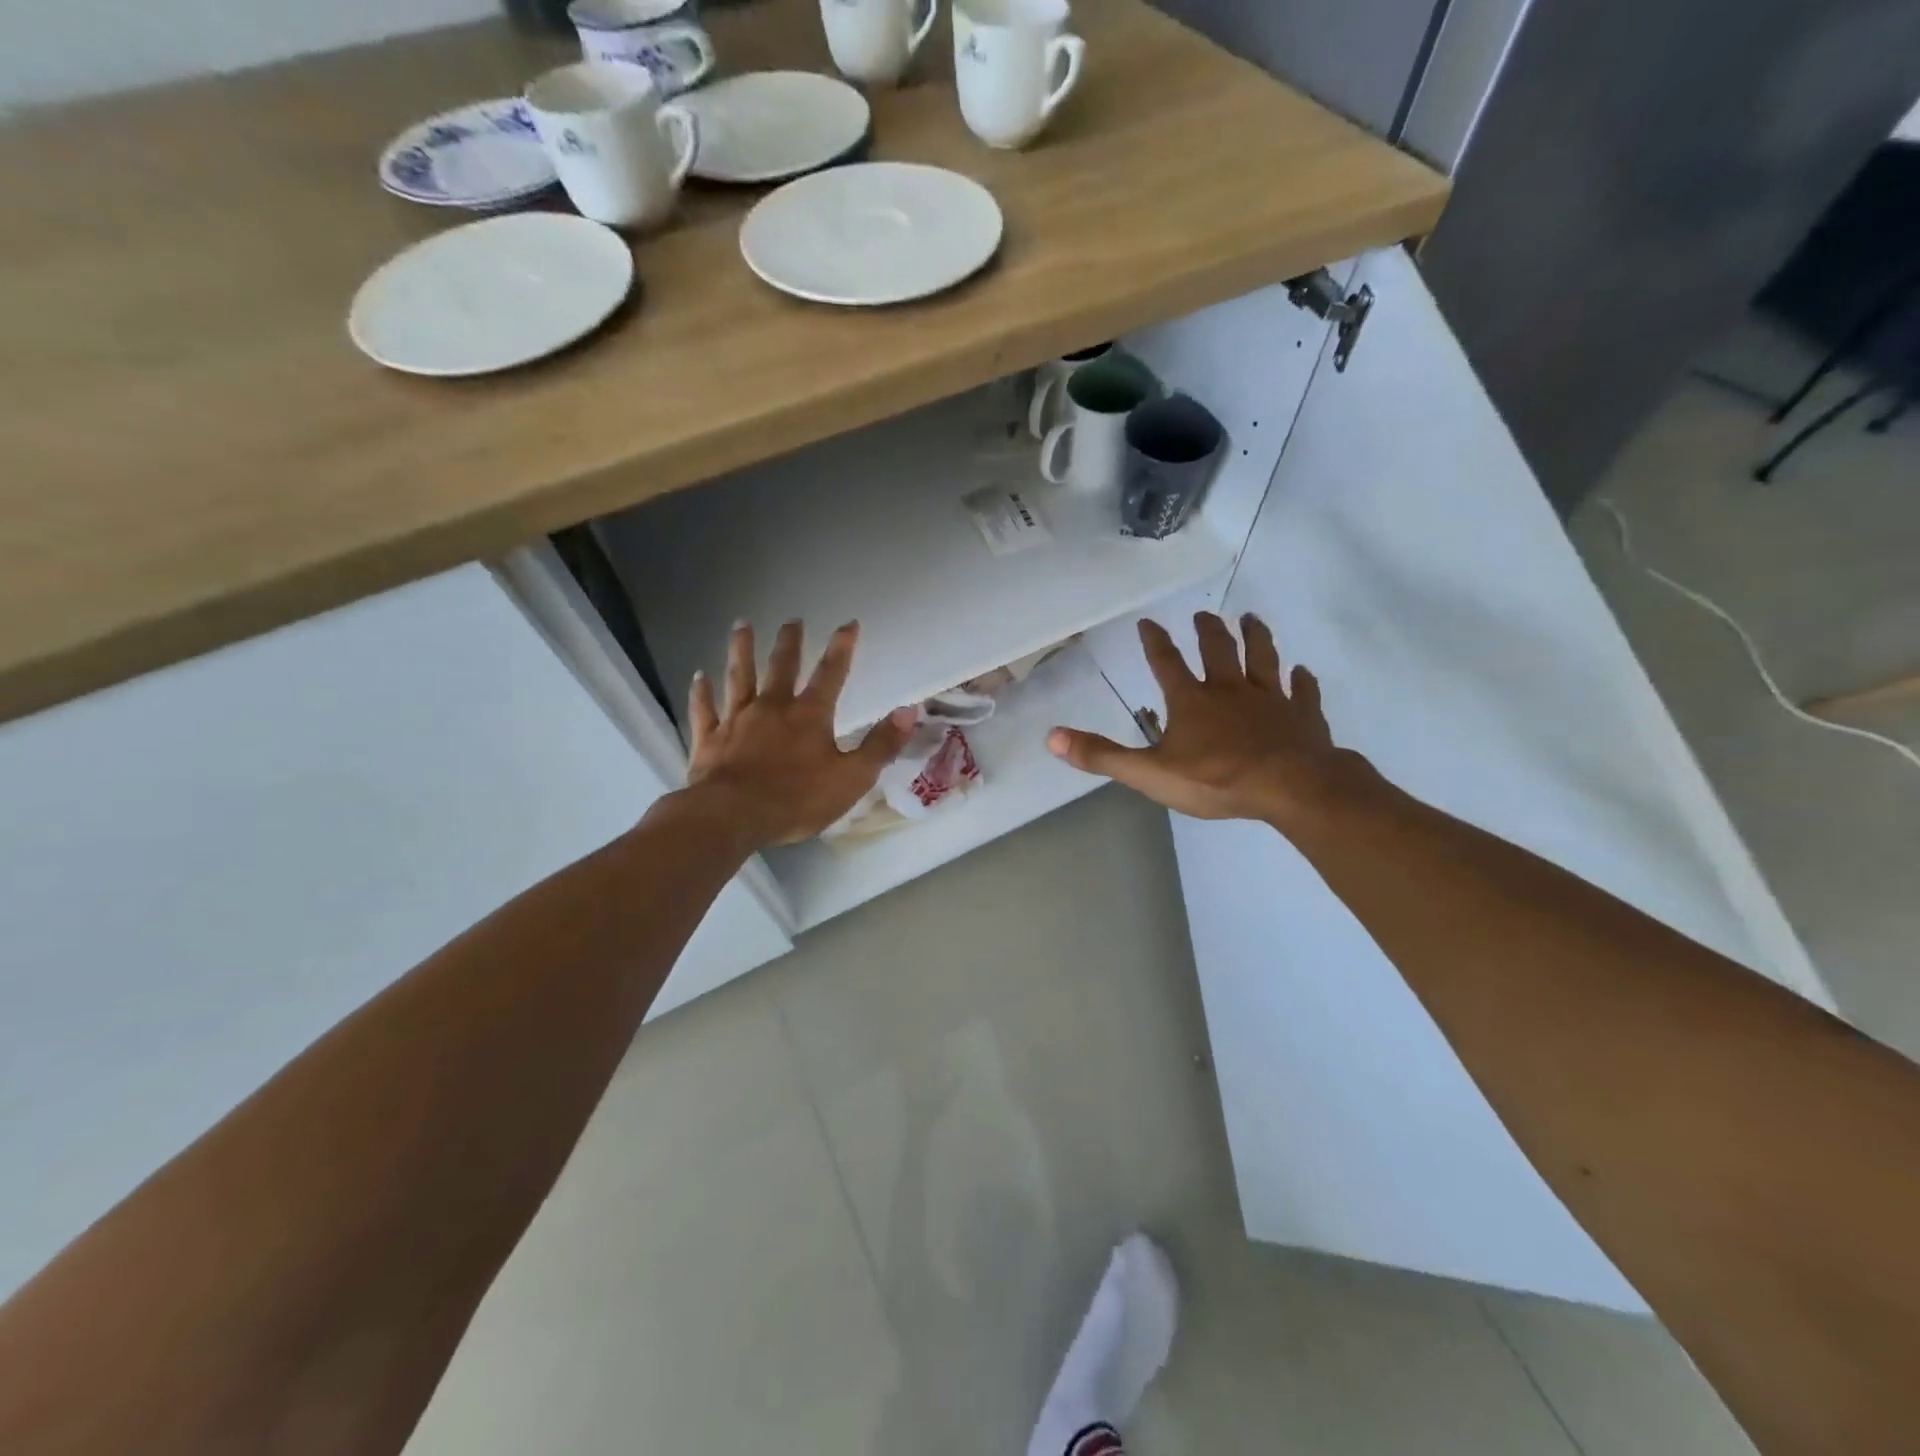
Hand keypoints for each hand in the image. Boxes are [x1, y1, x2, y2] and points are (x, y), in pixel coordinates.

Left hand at [681, 620, 917, 850]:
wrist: (733, 816)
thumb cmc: (797, 799)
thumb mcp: (853, 777)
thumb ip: (881, 744)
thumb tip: (909, 709)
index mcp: (809, 715)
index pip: (831, 673)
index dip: (842, 647)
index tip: (849, 623)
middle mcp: (772, 707)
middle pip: (781, 666)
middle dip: (789, 641)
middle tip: (792, 620)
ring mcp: (736, 719)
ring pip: (739, 676)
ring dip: (741, 650)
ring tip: (741, 625)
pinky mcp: (709, 738)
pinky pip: (704, 708)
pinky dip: (701, 691)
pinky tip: (699, 676)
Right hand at [1047, 612, 1372, 827]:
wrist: (1290, 787)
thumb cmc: (1216, 779)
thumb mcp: (1149, 773)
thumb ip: (1102, 755)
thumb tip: (1052, 738)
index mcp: (1192, 702)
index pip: (1167, 664)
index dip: (1155, 642)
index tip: (1149, 622)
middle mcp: (1230, 690)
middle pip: (1218, 651)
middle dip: (1209, 632)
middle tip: (1205, 615)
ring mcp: (1271, 700)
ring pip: (1263, 659)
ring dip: (1257, 638)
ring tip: (1252, 619)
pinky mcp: (1303, 716)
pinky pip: (1303, 693)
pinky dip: (1302, 681)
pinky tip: (1303, 672)